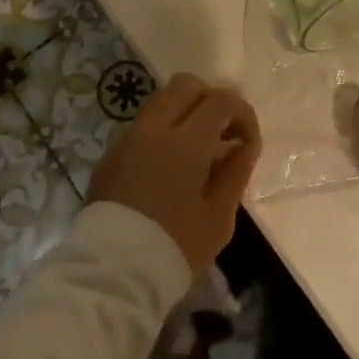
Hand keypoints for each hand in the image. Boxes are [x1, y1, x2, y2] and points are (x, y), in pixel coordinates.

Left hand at [89, 73, 260, 275]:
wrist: (112, 274)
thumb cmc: (174, 247)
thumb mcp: (219, 217)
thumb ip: (235, 173)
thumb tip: (243, 146)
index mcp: (186, 141)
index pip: (222, 100)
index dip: (243, 114)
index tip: (248, 144)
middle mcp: (154, 128)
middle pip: (187, 85)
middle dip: (212, 101)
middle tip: (223, 134)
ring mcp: (127, 138)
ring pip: (161, 101)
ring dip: (186, 113)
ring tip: (199, 151)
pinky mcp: (110, 155)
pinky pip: (144, 126)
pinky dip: (164, 131)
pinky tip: (170, 167)